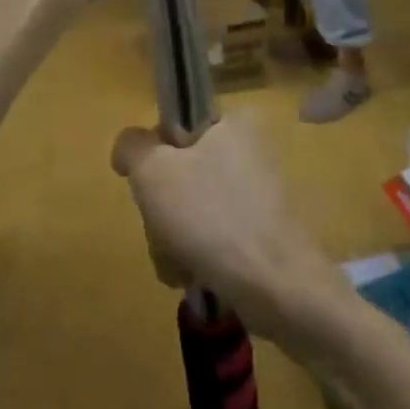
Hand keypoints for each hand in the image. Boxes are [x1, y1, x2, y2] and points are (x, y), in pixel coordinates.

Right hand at [111, 115, 347, 347]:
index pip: (174, 127)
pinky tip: (195, 276)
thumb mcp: (155, 172)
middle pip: (180, 173)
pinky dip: (198, 255)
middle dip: (162, 212)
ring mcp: (259, 192)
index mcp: (232, 122)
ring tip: (180, 264)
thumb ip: (133, 147)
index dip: (153, 158)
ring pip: (193, 209)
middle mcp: (249, 149)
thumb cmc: (213, 218)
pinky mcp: (264, 230)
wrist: (279, 286)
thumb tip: (130, 147)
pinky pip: (215, 234)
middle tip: (163, 233)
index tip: (151, 188)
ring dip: (174, 240)